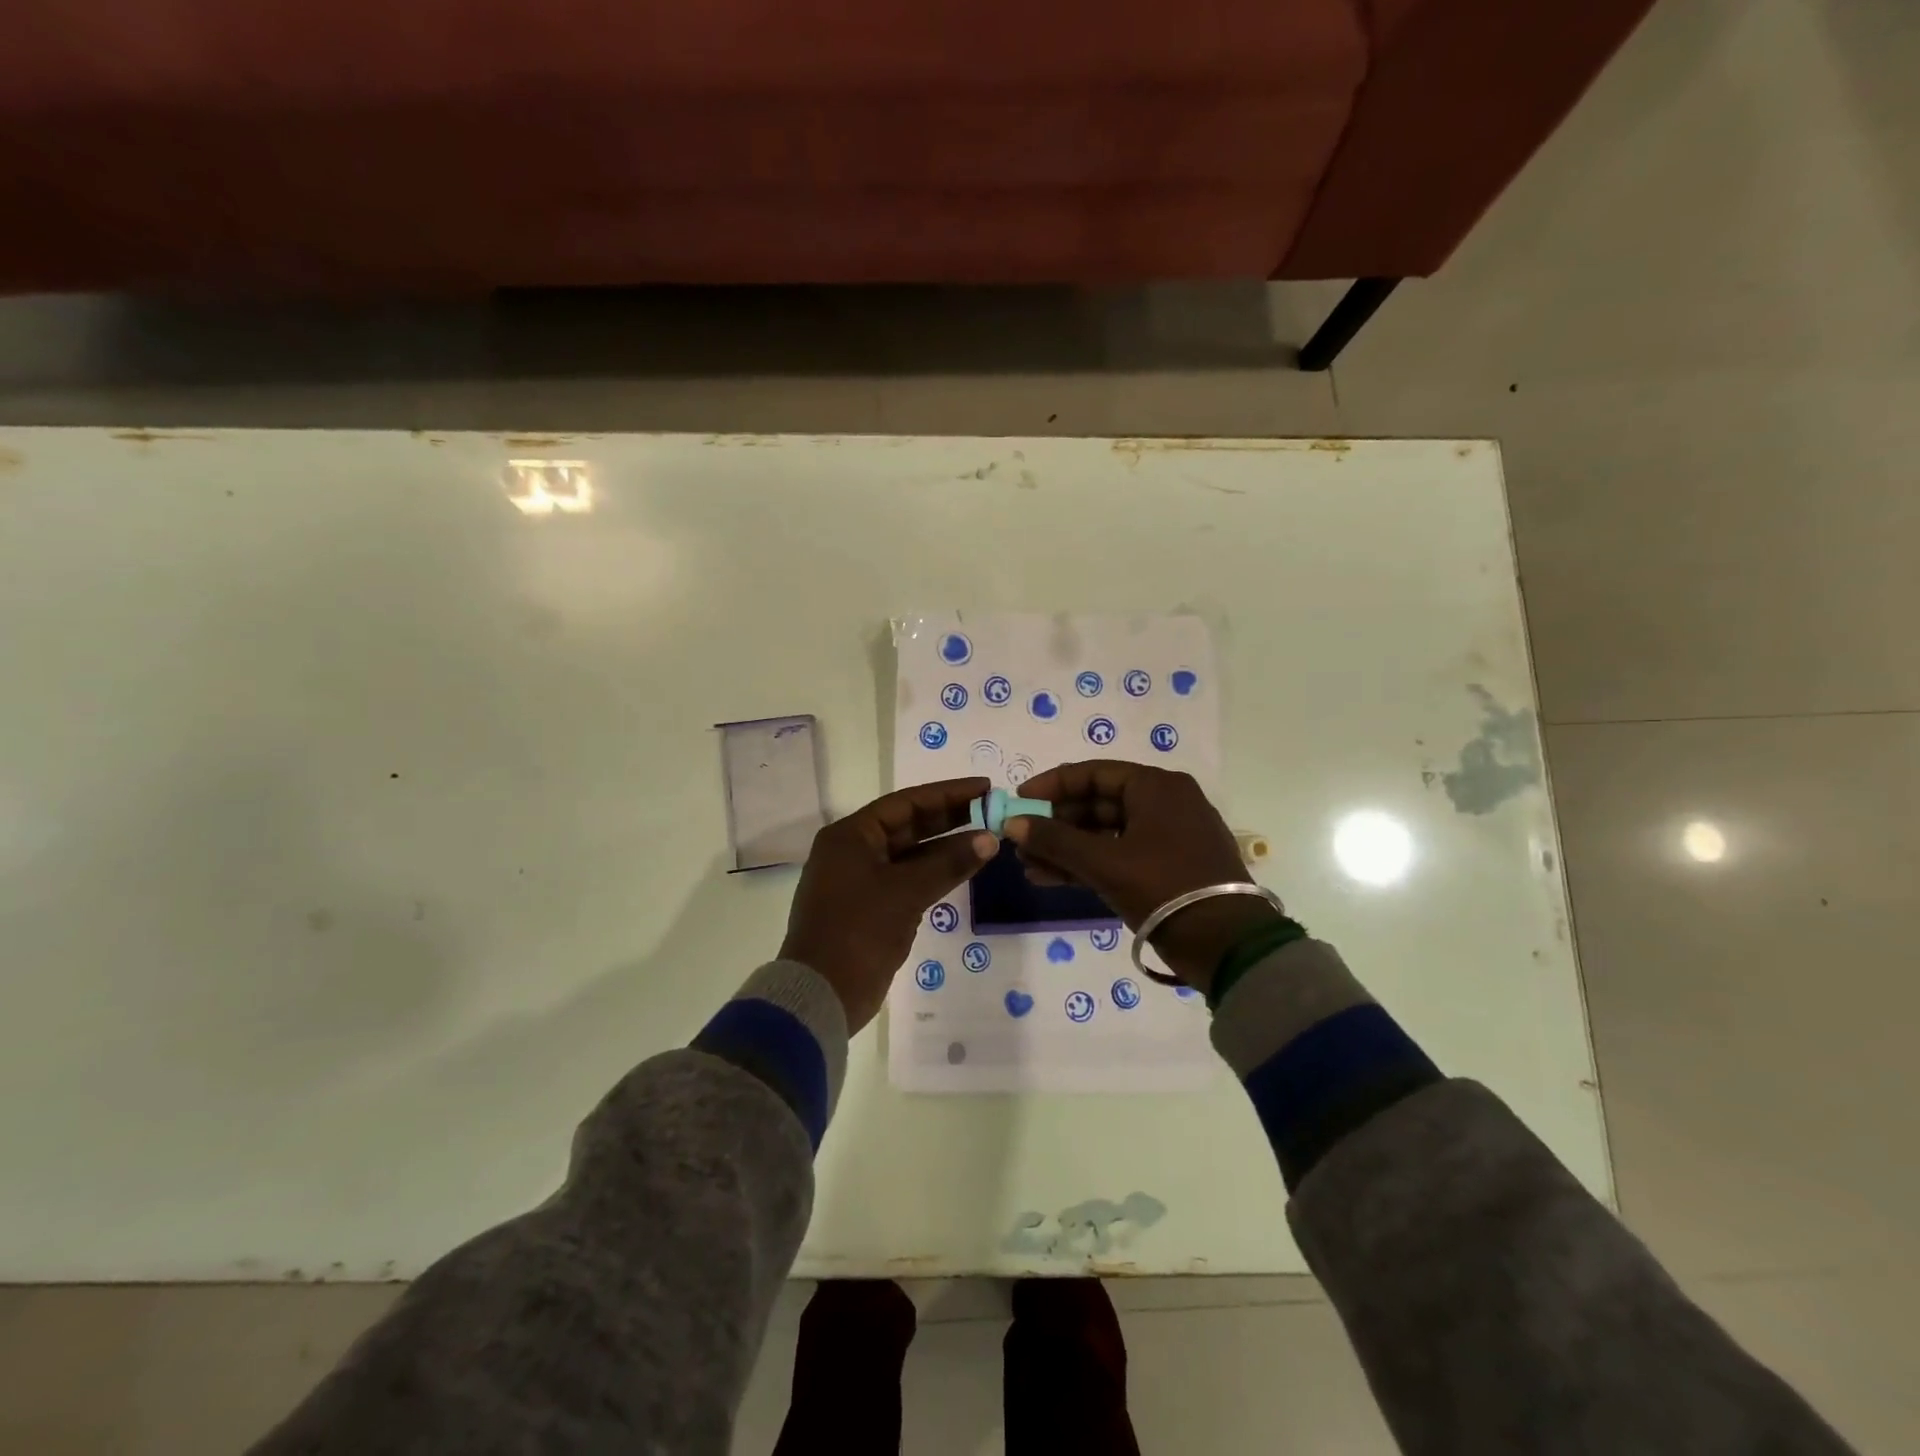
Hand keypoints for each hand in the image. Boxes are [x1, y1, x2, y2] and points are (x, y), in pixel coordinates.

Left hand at [780, 777, 997, 1032]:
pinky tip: (964, 869)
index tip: (984, 788)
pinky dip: (934, 873)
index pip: (906, 803)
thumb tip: (990, 839)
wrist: (822, 994)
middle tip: (991, 810)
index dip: (947, 794)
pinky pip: (908, 879)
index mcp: (851, 835)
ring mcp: (861, 880)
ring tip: (987, 839)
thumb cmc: (858, 930)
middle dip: (949, 818)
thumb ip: (949, 863)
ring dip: (946, 848)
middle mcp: (853, 851)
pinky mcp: (870, 907)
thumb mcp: (906, 892)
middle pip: (908, 825)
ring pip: (910, 854)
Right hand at [1004, 760, 1278, 993]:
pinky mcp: (1168, 868)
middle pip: (1097, 804)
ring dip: (1066, 848)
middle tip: (1020, 840)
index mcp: (1156, 787)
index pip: (1093, 773)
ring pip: (1105, 834)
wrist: (1226, 945)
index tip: (1018, 801)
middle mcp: (1164, 803)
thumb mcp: (1104, 862)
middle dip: (1055, 824)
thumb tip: (1013, 824)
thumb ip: (1055, 840)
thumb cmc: (1164, 887)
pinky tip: (1050, 878)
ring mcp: (1168, 837)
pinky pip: (1119, 856)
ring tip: (1027, 866)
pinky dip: (1087, 865)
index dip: (1052, 785)